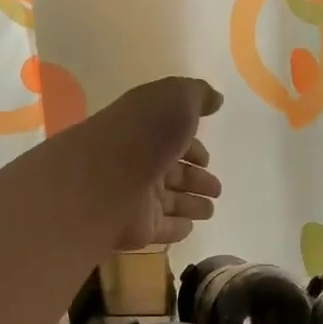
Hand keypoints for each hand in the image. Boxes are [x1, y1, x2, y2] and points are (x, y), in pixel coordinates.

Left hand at [75, 77, 223, 248]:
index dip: (193, 148)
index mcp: (145, 131)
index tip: (208, 159)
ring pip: (171, 202)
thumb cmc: (143, 133)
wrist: (106, 179)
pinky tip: (190, 227)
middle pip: (174, 173)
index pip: (172, 141)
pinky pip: (163, 228)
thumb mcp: (174, 98)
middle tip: (216, 188)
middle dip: (196, 179)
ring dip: (191, 204)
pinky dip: (177, 228)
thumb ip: (197, 95)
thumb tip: (216, 99)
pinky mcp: (139, 228)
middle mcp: (140, 164)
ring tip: (210, 209)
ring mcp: (138, 198)